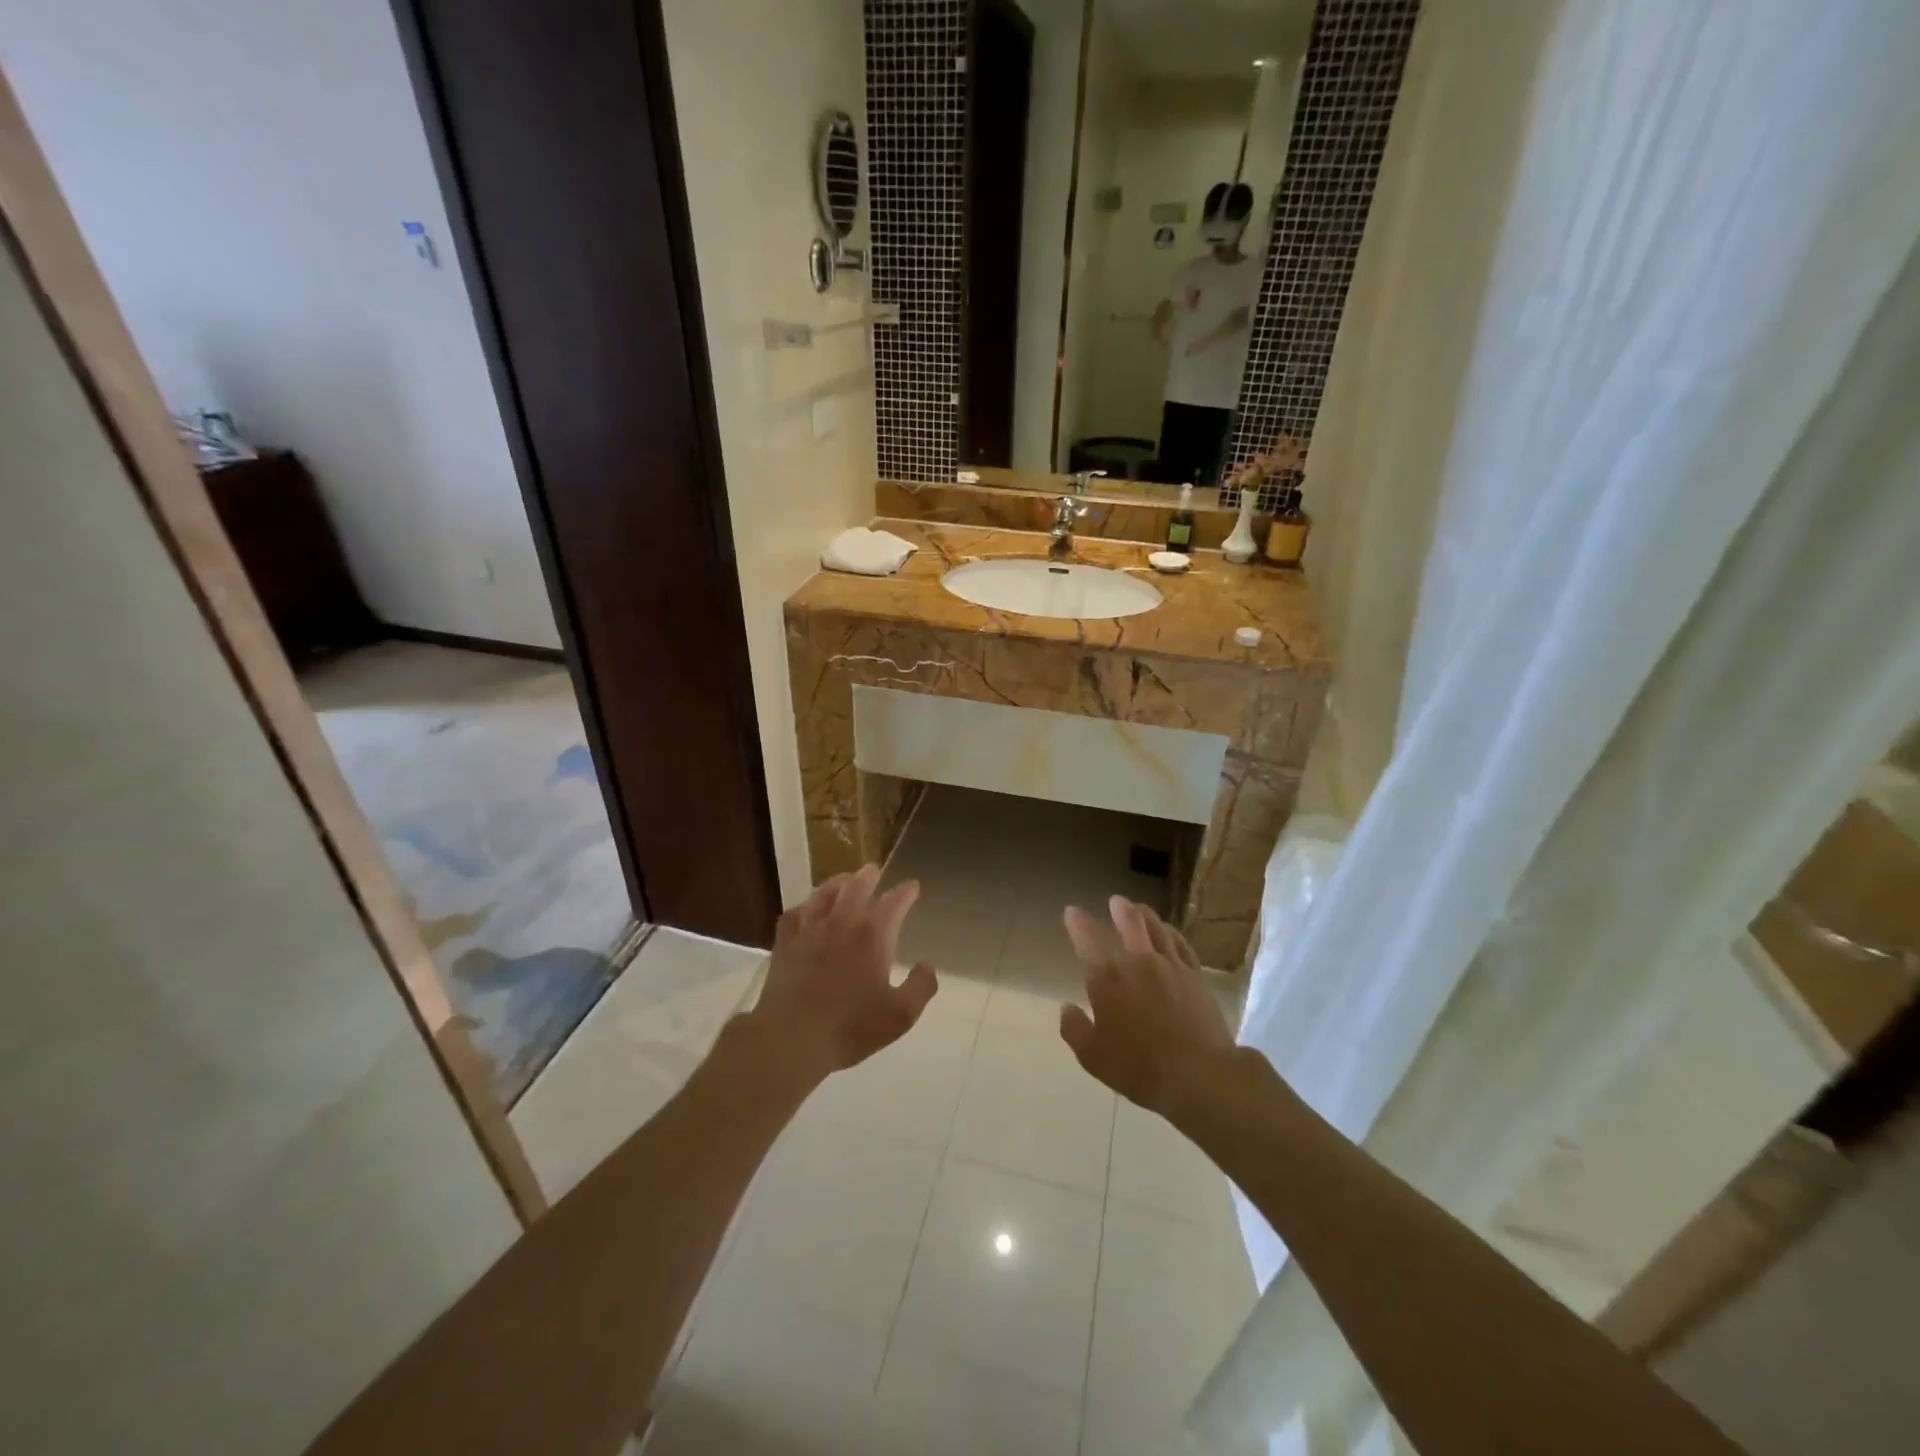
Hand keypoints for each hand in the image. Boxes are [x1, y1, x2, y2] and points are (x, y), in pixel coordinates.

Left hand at [749, 865, 937, 1081]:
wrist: (792, 1037)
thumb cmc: (851, 1026)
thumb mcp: (900, 1015)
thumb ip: (921, 987)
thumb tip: (927, 966)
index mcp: (873, 935)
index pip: (894, 902)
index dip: (905, 892)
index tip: (912, 886)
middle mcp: (842, 923)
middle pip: (856, 887)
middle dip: (868, 876)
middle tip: (874, 870)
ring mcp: (810, 930)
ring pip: (824, 894)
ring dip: (837, 883)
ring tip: (844, 879)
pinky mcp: (785, 944)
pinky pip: (794, 914)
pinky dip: (804, 907)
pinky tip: (805, 909)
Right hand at [1058, 896, 1233, 1117]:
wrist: (1199, 1074)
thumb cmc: (1139, 1067)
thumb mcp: (1093, 1056)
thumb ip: (1074, 1029)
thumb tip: (1066, 1008)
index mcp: (1107, 977)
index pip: (1087, 938)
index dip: (1077, 922)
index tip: (1071, 911)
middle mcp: (1137, 961)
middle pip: (1129, 921)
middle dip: (1119, 908)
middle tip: (1114, 901)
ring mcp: (1170, 965)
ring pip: (1156, 927)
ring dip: (1145, 914)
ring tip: (1140, 908)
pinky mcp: (1195, 975)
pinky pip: (1181, 944)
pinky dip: (1171, 932)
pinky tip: (1169, 932)